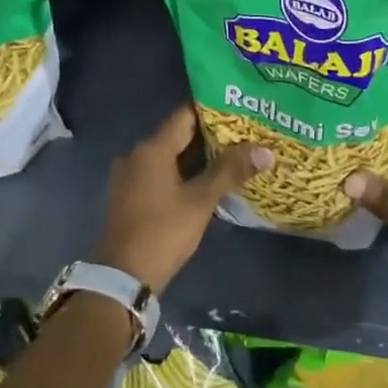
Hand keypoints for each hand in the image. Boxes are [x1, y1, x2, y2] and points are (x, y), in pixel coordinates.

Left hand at [92, 107, 272, 293]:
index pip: (184, 115)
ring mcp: (129, 177)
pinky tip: (203, 182)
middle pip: (177, 136)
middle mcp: (136, 155)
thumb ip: (230, 171)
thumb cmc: (163, 232)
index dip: (212, 110)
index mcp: (152, 148)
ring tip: (230, 157)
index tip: (239, 110)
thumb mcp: (200, 201)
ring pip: (168, 157)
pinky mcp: (128, 196)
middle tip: (243, 135)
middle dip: (209, 136)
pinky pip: (158, 174)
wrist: (121, 277)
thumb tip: (265, 149)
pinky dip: (180, 173)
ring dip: (195, 157)